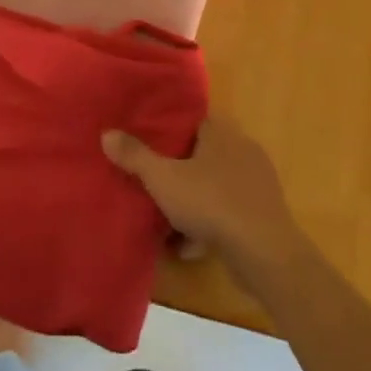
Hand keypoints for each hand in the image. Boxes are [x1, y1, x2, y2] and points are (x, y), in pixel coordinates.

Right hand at [102, 118, 308, 287]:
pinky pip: (227, 211)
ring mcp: (255, 182)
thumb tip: (107, 133)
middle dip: (178, 168)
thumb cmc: (211, 202)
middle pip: (202, 152)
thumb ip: (135, 156)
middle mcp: (242, 149)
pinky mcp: (262, 212)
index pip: (193, 118)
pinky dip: (208, 225)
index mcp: (221, 132)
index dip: (169, 127)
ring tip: (165, 219)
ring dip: (191, 201)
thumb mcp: (163, 179)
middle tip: (152, 179)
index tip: (147, 138)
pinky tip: (188, 246)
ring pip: (213, 185)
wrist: (263, 251)